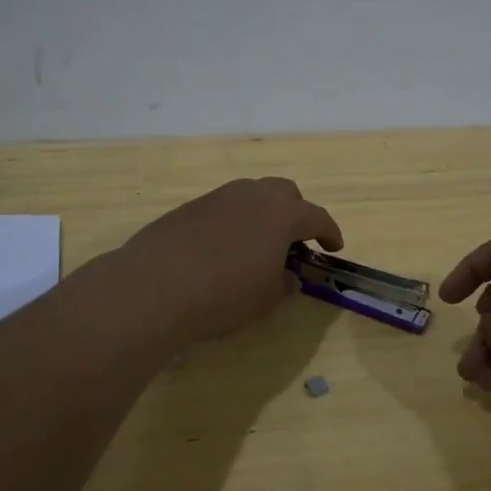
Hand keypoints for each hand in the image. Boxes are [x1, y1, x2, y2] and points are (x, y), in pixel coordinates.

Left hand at [120, 178, 343, 343]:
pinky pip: (223, 208)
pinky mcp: (190, 207)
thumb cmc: (225, 293)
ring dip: (262, 214)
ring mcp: (219, 197)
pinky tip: (223, 250)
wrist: (155, 286)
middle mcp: (253, 195)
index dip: (329, 232)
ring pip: (251, 196)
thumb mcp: (265, 298)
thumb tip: (287, 276)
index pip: (316, 216)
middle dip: (296, 212)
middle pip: (285, 192)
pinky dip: (234, 222)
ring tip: (258, 245)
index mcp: (281, 213)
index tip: (334, 247)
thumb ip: (283, 283)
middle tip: (295, 240)